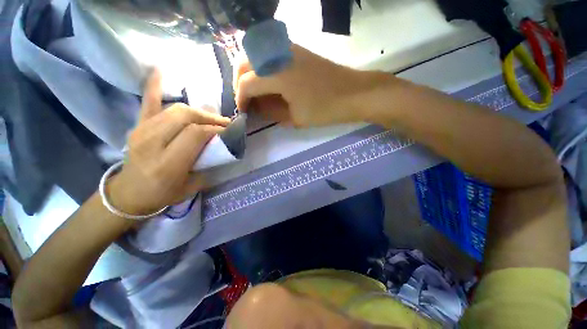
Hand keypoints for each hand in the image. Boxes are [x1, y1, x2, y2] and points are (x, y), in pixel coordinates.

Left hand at [107, 70, 230, 214]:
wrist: (129, 194)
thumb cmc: (164, 194)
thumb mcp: (193, 185)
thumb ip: (208, 163)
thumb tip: (221, 145)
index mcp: (167, 163)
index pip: (196, 134)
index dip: (216, 129)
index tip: (229, 132)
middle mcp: (152, 143)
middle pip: (185, 117)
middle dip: (209, 118)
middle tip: (223, 124)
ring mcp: (141, 131)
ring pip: (175, 109)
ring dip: (198, 111)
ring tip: (210, 118)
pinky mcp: (137, 126)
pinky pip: (147, 102)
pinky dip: (154, 86)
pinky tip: (162, 71)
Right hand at [235, 44, 377, 126]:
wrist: (352, 93)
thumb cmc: (324, 109)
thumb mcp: (294, 118)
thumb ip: (272, 111)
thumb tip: (257, 107)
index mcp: (276, 74)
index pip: (246, 84)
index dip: (240, 99)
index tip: (242, 111)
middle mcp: (277, 55)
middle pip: (244, 63)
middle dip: (239, 82)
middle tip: (245, 100)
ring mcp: (288, 49)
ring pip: (255, 55)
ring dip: (249, 73)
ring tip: (254, 92)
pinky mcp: (296, 50)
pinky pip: (269, 54)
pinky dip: (262, 67)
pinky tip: (268, 82)